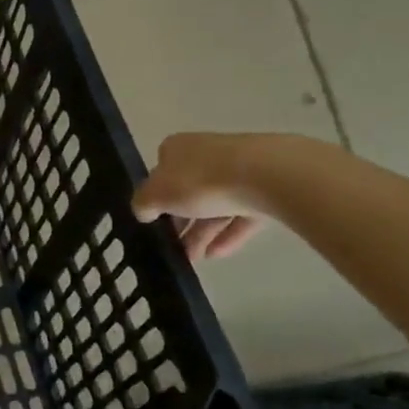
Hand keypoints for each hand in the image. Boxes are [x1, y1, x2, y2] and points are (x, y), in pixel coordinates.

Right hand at [132, 132, 273, 260]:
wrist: (266, 176)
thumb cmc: (200, 181)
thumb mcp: (156, 195)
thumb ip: (143, 204)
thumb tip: (142, 210)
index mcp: (176, 148)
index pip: (160, 172)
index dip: (156, 198)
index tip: (154, 223)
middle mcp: (206, 153)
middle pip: (188, 191)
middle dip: (180, 222)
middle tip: (173, 250)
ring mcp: (238, 170)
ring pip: (215, 204)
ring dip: (202, 233)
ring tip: (193, 260)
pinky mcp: (265, 187)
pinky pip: (241, 213)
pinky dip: (229, 233)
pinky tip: (218, 254)